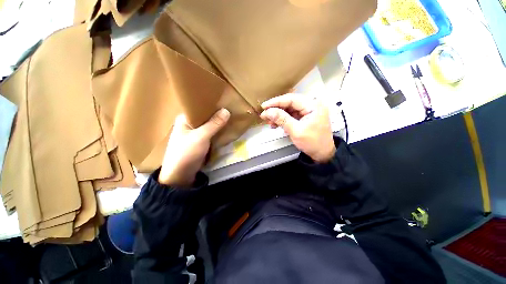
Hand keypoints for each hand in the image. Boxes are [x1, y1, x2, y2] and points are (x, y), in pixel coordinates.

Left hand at [159, 109, 229, 186]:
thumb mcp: (201, 137)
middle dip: (217, 114)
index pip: (199, 106)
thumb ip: (214, 124)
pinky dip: (217, 131)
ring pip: (209, 125)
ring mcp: (195, 133)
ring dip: (218, 123)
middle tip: (231, 108)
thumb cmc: (186, 153)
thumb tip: (227, 110)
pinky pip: (211, 133)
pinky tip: (226, 128)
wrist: (180, 175)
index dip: (212, 103)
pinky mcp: (200, 141)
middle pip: (206, 116)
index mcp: (184, 118)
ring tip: (231, 116)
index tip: (225, 100)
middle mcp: (189, 123)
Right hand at [260, 93, 335, 162]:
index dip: (276, 102)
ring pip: (289, 109)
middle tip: (264, 115)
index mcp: (313, 105)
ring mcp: (308, 111)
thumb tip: (267, 111)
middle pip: (289, 103)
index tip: (264, 106)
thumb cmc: (312, 143)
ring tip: (269, 122)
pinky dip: (283, 120)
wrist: (322, 154)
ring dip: (278, 115)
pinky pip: (291, 116)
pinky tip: (275, 124)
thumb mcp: (296, 131)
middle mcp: (311, 105)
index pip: (291, 99)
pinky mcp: (304, 117)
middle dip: (276, 109)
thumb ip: (282, 119)